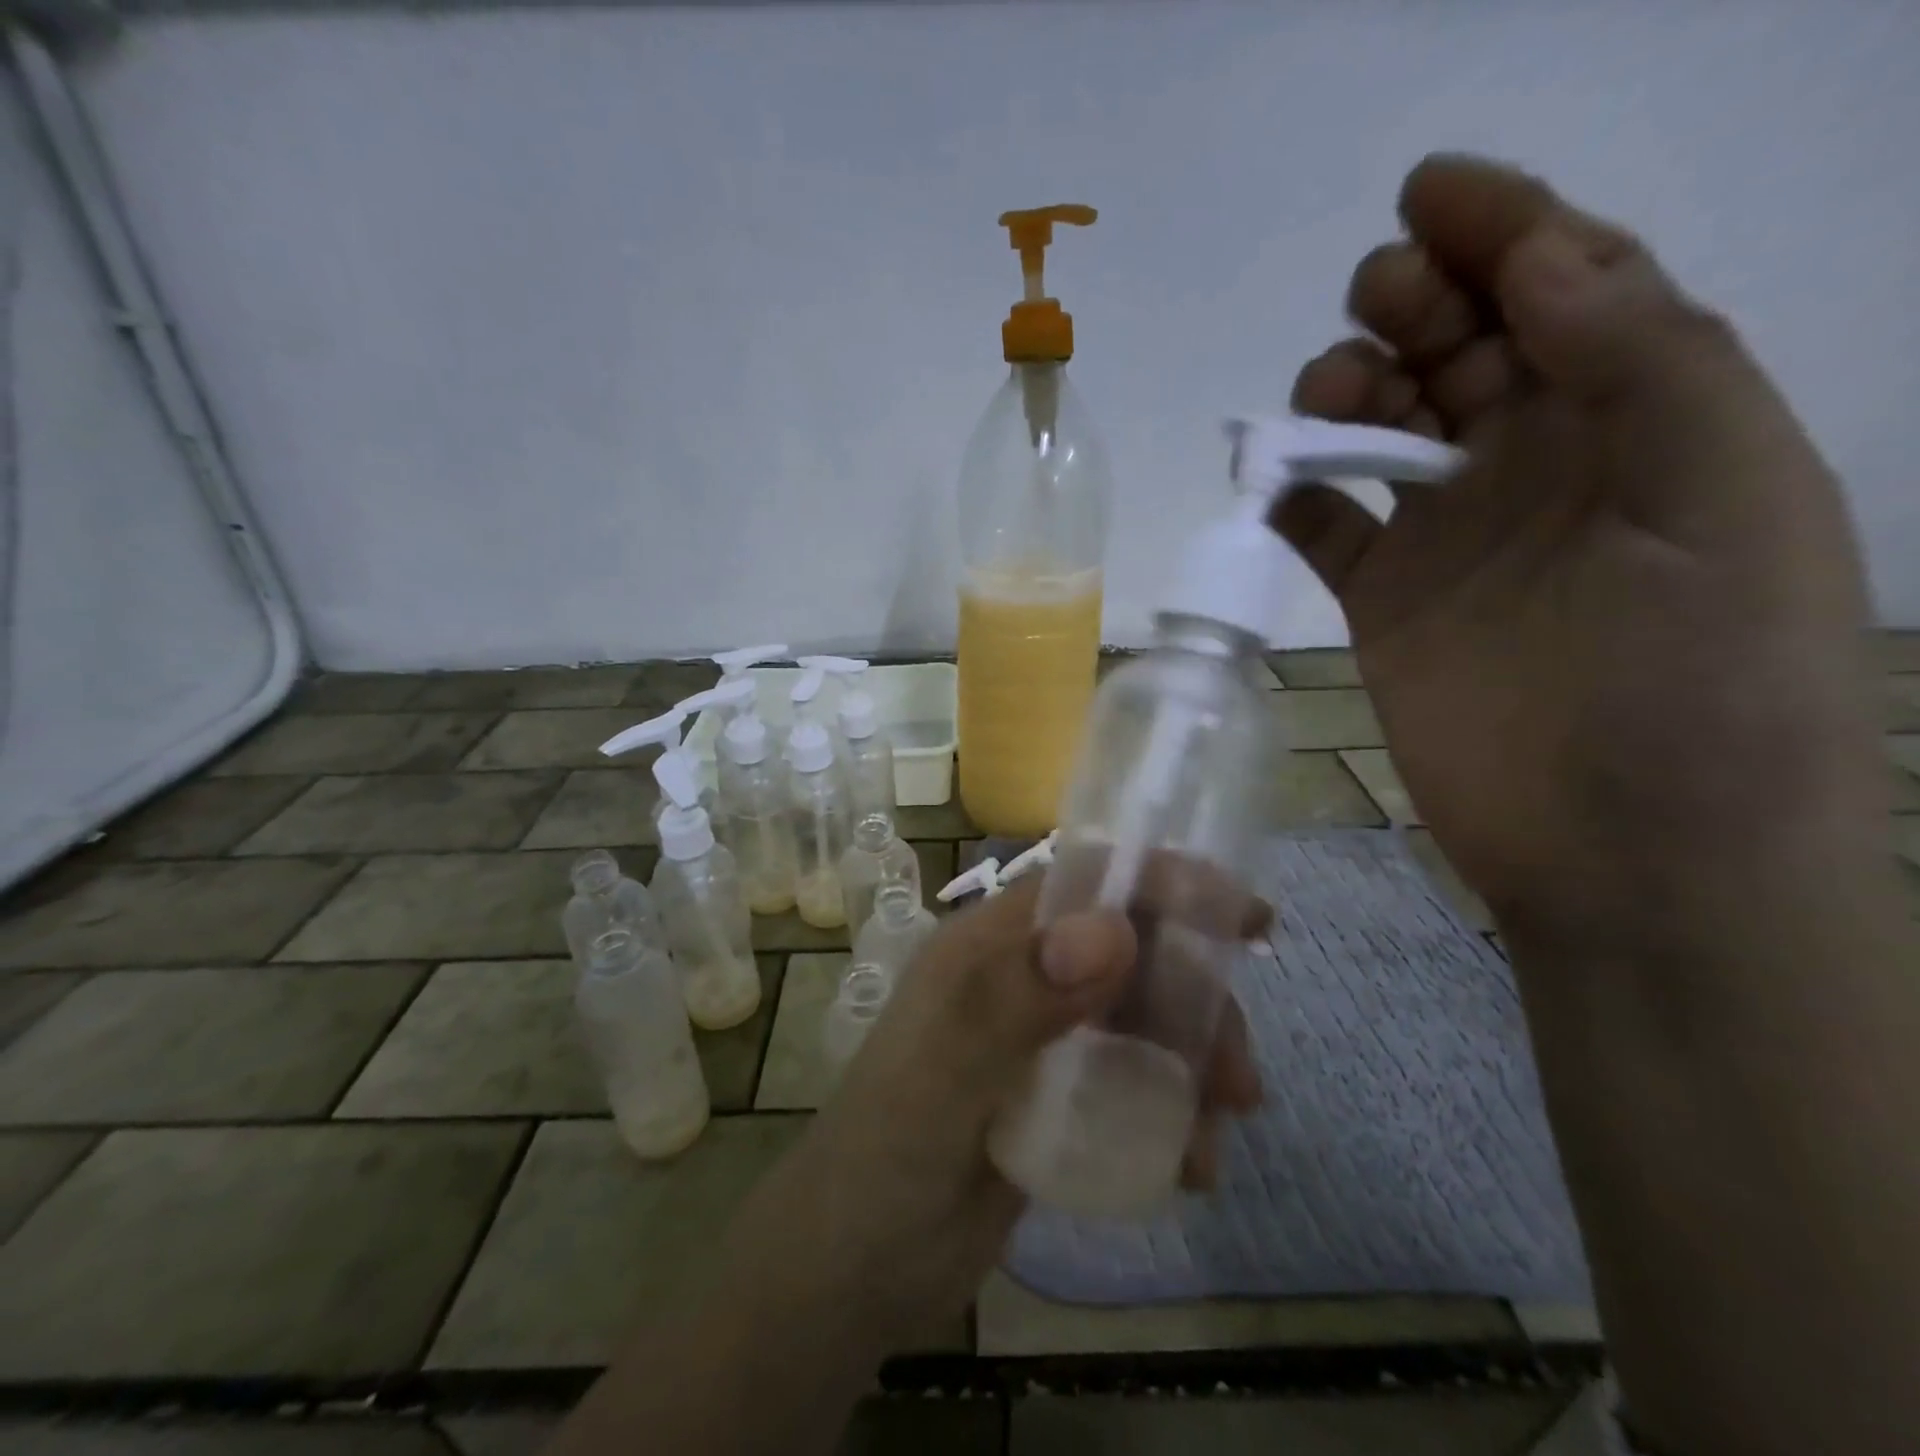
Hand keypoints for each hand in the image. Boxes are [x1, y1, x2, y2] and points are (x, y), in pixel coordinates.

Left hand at [791, 873, 1265, 1349]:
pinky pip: (1133, 1079)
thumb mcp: (945, 1073)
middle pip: (1130, 954)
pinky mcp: (1056, 1096)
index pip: (1084, 887)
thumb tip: (1116, 928)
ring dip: (1195, 1059)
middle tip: (1238, 1077)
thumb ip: (1018, 998)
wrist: (851, 1270)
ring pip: (1141, 1016)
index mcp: (989, 948)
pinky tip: (1192, 1165)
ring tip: (1224, 1128)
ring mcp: (1040, 1038)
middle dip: (1195, 998)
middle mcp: (1020, 978)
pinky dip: (1174, 1108)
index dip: (1162, 886)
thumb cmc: (886, 1159)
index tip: (1243, 917)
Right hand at [1273, 155, 1887, 948]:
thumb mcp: (1728, 498)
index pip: (1569, 293)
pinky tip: (1280, 487)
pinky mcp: (1381, 604)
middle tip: (1377, 302)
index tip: (1427, 192)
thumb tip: (1541, 260)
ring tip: (1331, 401)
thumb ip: (1647, 365)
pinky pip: (1325, 527)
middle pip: (1462, 350)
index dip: (1506, 225)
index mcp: (1643, 423)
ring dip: (1348, 393)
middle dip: (1418, 301)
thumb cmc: (1704, 686)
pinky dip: (1296, 496)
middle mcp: (1540, 467)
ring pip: (1381, 430)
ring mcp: (1449, 539)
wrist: (1628, 855)